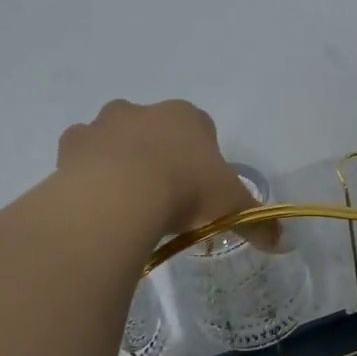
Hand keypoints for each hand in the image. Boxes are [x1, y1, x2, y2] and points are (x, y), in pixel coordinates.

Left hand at [55, 99, 263, 242]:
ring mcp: (103, 125)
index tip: (200, 190)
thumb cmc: (186, 190)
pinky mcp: (72, 145)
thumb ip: (259, 222)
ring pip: (114, 139)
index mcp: (186, 116)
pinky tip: (97, 204)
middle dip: (159, 157)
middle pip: (155, 131)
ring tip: (128, 205)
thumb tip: (284, 243)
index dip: (201, 160)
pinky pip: (80, 157)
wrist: (120, 196)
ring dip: (120, 163)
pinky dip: (86, 175)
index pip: (200, 130)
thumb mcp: (232, 208)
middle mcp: (144, 111)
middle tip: (165, 198)